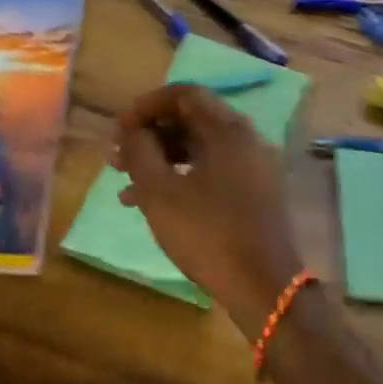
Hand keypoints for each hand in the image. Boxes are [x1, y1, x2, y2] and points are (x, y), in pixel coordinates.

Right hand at [113, 85, 300, 335]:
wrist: (264, 289)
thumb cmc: (208, 234)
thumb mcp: (160, 192)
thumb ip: (140, 151)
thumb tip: (132, 129)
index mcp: (227, 130)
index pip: (184, 94)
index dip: (146, 105)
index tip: (120, 128)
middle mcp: (244, 140)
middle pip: (190, 120)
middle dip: (149, 135)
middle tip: (117, 156)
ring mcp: (252, 168)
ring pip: (198, 149)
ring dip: (160, 159)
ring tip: (124, 183)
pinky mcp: (252, 194)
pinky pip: (210, 171)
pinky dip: (180, 178)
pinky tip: (149, 204)